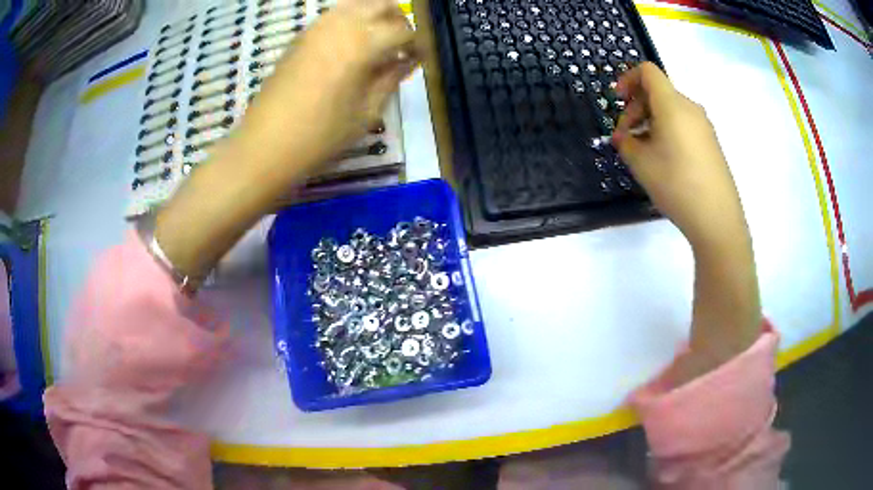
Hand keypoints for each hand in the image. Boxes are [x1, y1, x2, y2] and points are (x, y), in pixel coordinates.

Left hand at [155, 0, 418, 282]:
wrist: (266, 145)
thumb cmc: (320, 136)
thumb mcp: (366, 112)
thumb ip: (391, 78)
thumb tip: (408, 59)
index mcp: (363, 43)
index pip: (403, 30)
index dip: (416, 43)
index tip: (418, 59)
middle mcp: (341, 24)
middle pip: (381, 4)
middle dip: (398, 20)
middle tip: (400, 45)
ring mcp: (317, 27)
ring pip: (356, 4)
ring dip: (374, 16)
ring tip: (377, 43)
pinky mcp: (301, 36)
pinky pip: (334, 15)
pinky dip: (351, 20)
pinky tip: (350, 44)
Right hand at [612, 62, 745, 246]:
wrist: (717, 218)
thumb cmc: (677, 184)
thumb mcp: (641, 163)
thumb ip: (625, 142)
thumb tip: (624, 137)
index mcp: (672, 105)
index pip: (648, 72)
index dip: (627, 79)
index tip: (616, 100)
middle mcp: (690, 108)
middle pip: (658, 92)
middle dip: (636, 108)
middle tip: (625, 137)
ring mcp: (703, 126)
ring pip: (670, 110)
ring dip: (650, 121)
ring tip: (643, 152)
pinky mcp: (710, 143)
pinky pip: (683, 125)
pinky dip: (667, 131)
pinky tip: (664, 160)